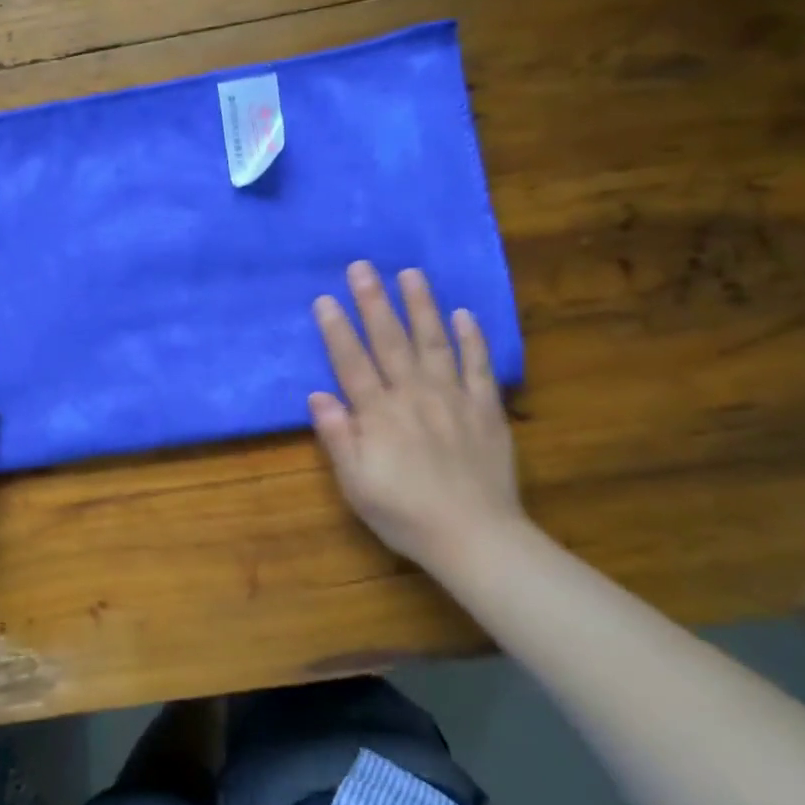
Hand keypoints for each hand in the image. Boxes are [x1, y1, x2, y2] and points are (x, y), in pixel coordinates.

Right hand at [309, 261, 522, 575]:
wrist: (475, 537)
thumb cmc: (404, 514)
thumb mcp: (356, 484)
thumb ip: (338, 437)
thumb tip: (318, 396)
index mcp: (379, 415)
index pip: (352, 363)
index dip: (337, 330)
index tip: (325, 299)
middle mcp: (414, 396)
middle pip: (390, 341)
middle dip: (374, 302)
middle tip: (363, 266)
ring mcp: (454, 399)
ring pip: (434, 342)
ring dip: (421, 306)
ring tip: (411, 273)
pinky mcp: (486, 409)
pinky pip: (479, 367)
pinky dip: (472, 339)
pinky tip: (464, 314)